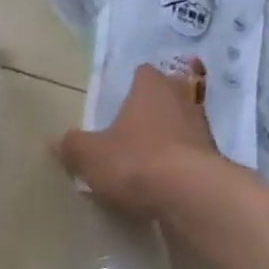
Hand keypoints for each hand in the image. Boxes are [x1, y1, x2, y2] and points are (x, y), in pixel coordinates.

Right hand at [55, 58, 219, 216]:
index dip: (131, 83)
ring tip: (142, 156)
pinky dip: (175, 163)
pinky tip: (157, 180)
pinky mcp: (212, 160)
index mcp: (151, 89)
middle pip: (167, 96)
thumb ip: (72, 145)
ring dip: (165, 136)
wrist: (191, 196)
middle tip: (129, 125)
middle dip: (151, 108)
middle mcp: (182, 101)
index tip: (119, 97)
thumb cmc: (135, 161)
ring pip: (179, 125)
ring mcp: (202, 131)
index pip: (143, 73)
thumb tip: (57, 141)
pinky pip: (187, 155)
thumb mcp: (89, 155)